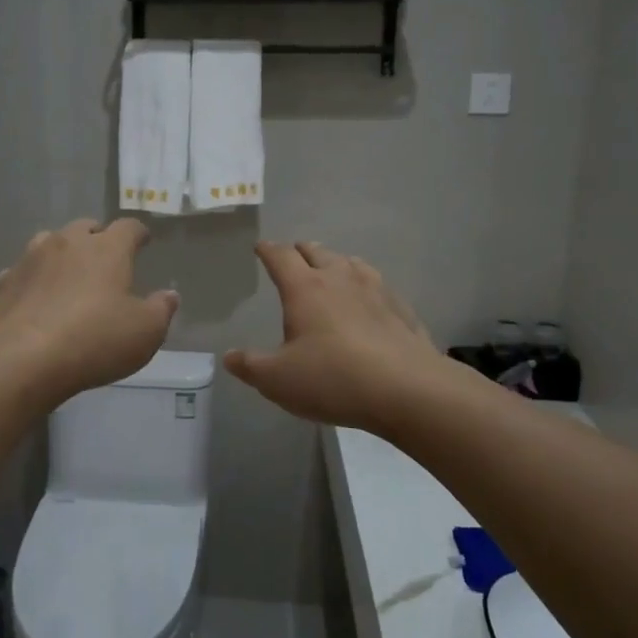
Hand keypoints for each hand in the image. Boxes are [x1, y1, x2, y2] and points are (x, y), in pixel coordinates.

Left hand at [0, 218, 178, 407]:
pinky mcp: (5, 282)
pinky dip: (34, 278)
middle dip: (98, 237)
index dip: (138, 233)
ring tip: (70, 271)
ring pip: (50, 241)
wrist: (23, 359)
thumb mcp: (145, 332)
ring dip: (63, 251)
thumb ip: (161, 309)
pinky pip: (24, 271)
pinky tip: (36, 296)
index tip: (144, 240)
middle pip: (86, 226)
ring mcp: (31, 259)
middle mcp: (68, 243)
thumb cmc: (95, 340)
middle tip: (106, 257)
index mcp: (107, 249)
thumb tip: (169, 295)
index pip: (128, 227)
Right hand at [225, 241, 444, 435]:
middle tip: (293, 256)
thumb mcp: (277, 380)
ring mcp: (375, 290)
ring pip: (351, 263)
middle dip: (301, 251)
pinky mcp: (401, 309)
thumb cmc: (333, 379)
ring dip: (335, 263)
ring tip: (330, 271)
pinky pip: (377, 286)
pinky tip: (369, 301)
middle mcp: (339, 279)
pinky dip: (365, 285)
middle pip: (317, 252)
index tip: (261, 247)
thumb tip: (230, 357)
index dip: (268, 250)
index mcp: (304, 288)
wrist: (407, 390)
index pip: (281, 257)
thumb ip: (250, 366)